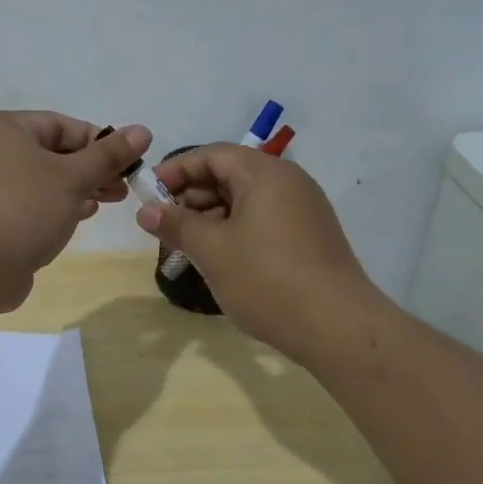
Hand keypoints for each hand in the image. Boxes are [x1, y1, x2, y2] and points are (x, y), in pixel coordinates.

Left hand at [0, 112, 151, 310]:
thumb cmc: (24, 208)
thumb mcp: (74, 177)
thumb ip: (109, 154)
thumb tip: (143, 130)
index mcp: (2, 128)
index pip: (60, 124)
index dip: (99, 142)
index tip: (128, 163)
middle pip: (51, 152)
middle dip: (90, 169)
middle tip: (123, 188)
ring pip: (40, 180)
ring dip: (76, 189)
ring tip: (106, 202)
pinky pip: (27, 203)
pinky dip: (54, 207)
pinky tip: (77, 218)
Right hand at [136, 146, 375, 360]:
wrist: (337, 328)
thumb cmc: (267, 279)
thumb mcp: (212, 250)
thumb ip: (176, 224)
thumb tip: (145, 210)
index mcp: (264, 173)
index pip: (212, 155)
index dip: (176, 171)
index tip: (148, 195)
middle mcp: (288, 182)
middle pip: (229, 175)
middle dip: (192, 198)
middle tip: (164, 227)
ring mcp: (303, 210)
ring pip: (245, 201)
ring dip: (211, 218)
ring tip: (187, 247)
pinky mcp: (310, 237)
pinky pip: (263, 221)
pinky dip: (235, 232)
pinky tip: (219, 259)